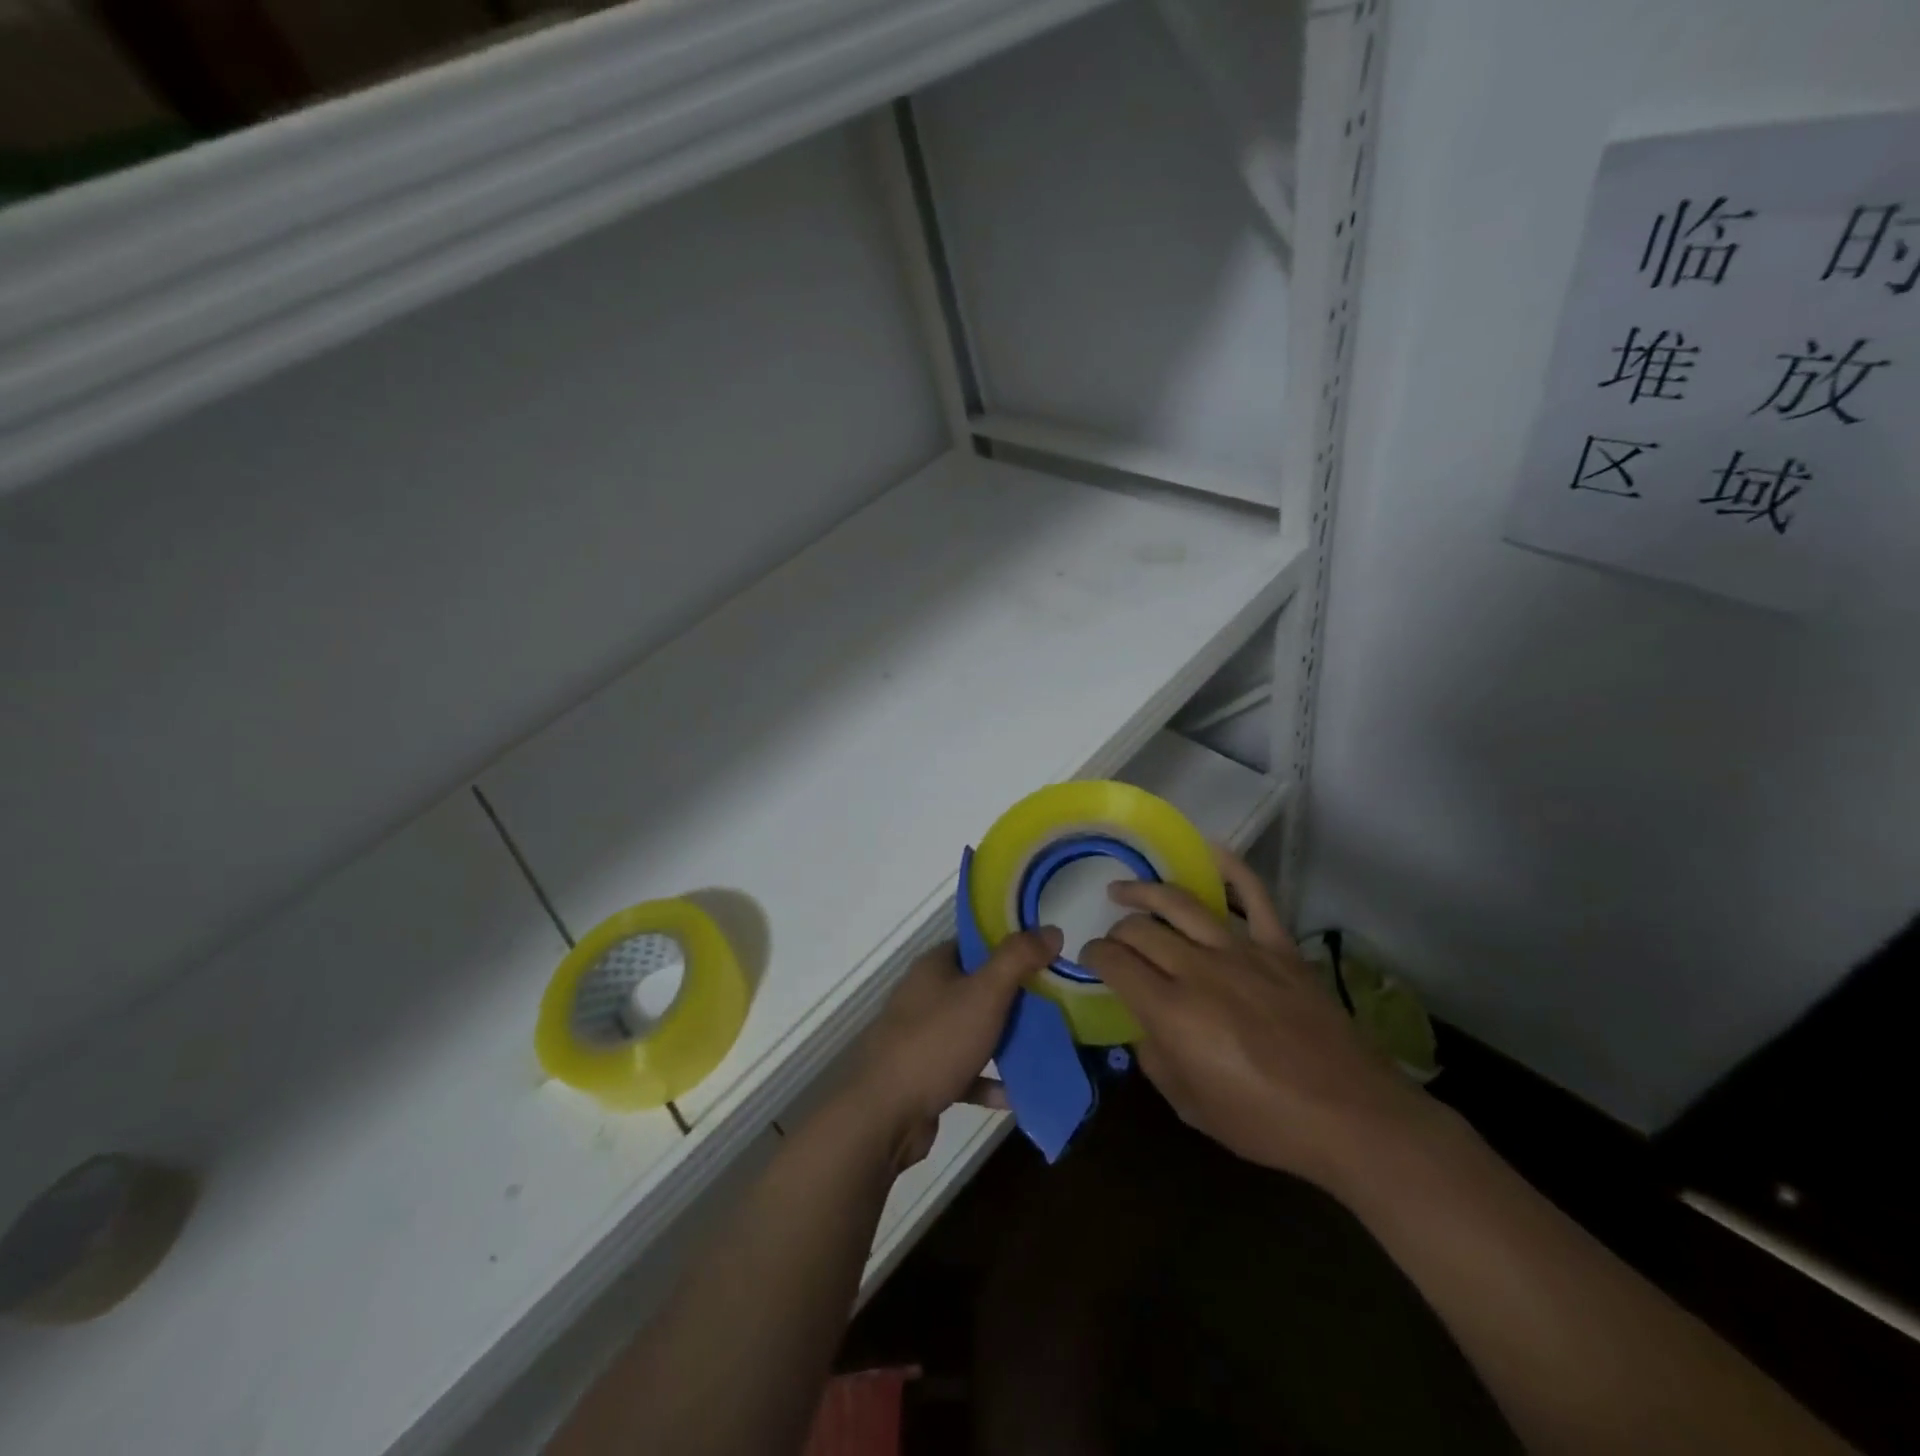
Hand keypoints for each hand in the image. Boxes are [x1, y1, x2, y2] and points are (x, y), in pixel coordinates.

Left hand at [842, 928, 1062, 1170]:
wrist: (884, 1114)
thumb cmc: (935, 1041)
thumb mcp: (984, 993)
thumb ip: (1018, 959)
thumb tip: (1051, 930)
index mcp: (934, 967)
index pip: (975, 945)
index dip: (1010, 947)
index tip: (1047, 956)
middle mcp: (926, 997)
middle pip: (978, 988)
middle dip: (1015, 997)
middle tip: (1056, 1004)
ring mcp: (924, 1038)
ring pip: (974, 1031)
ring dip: (1006, 1040)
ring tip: (1048, 1046)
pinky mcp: (926, 1078)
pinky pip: (967, 1074)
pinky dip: (991, 1082)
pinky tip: (1020, 1093)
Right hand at [1078, 848, 1433, 1188]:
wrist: (1351, 1117)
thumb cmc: (1265, 1122)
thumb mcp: (1190, 1106)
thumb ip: (1155, 1059)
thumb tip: (1143, 1026)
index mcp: (1172, 1011)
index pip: (1115, 962)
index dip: (1094, 955)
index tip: (1090, 959)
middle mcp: (1199, 970)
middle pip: (1142, 930)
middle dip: (1117, 932)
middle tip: (1114, 942)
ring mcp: (1242, 952)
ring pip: (1181, 903)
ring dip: (1146, 892)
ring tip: (1125, 890)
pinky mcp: (1279, 947)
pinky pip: (1254, 895)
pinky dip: (1231, 868)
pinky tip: (1207, 850)